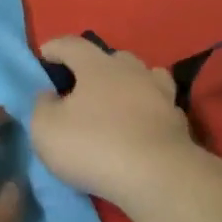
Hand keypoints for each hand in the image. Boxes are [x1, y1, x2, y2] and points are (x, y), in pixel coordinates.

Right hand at [31, 37, 203, 208]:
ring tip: (116, 103)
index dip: (55, 47)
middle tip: (81, 88)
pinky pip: (160, 107)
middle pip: (112, 58)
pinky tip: (142, 126)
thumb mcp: (46, 129)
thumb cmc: (93, 146)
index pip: (72, 44)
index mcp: (97, 66)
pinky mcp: (178, 121)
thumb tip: (50, 96)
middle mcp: (132, 71)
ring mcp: (160, 94)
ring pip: (143, 77)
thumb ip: (42, 106)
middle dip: (95, 67)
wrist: (157, 177)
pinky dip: (148, 111)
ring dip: (128, 85)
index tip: (44, 56)